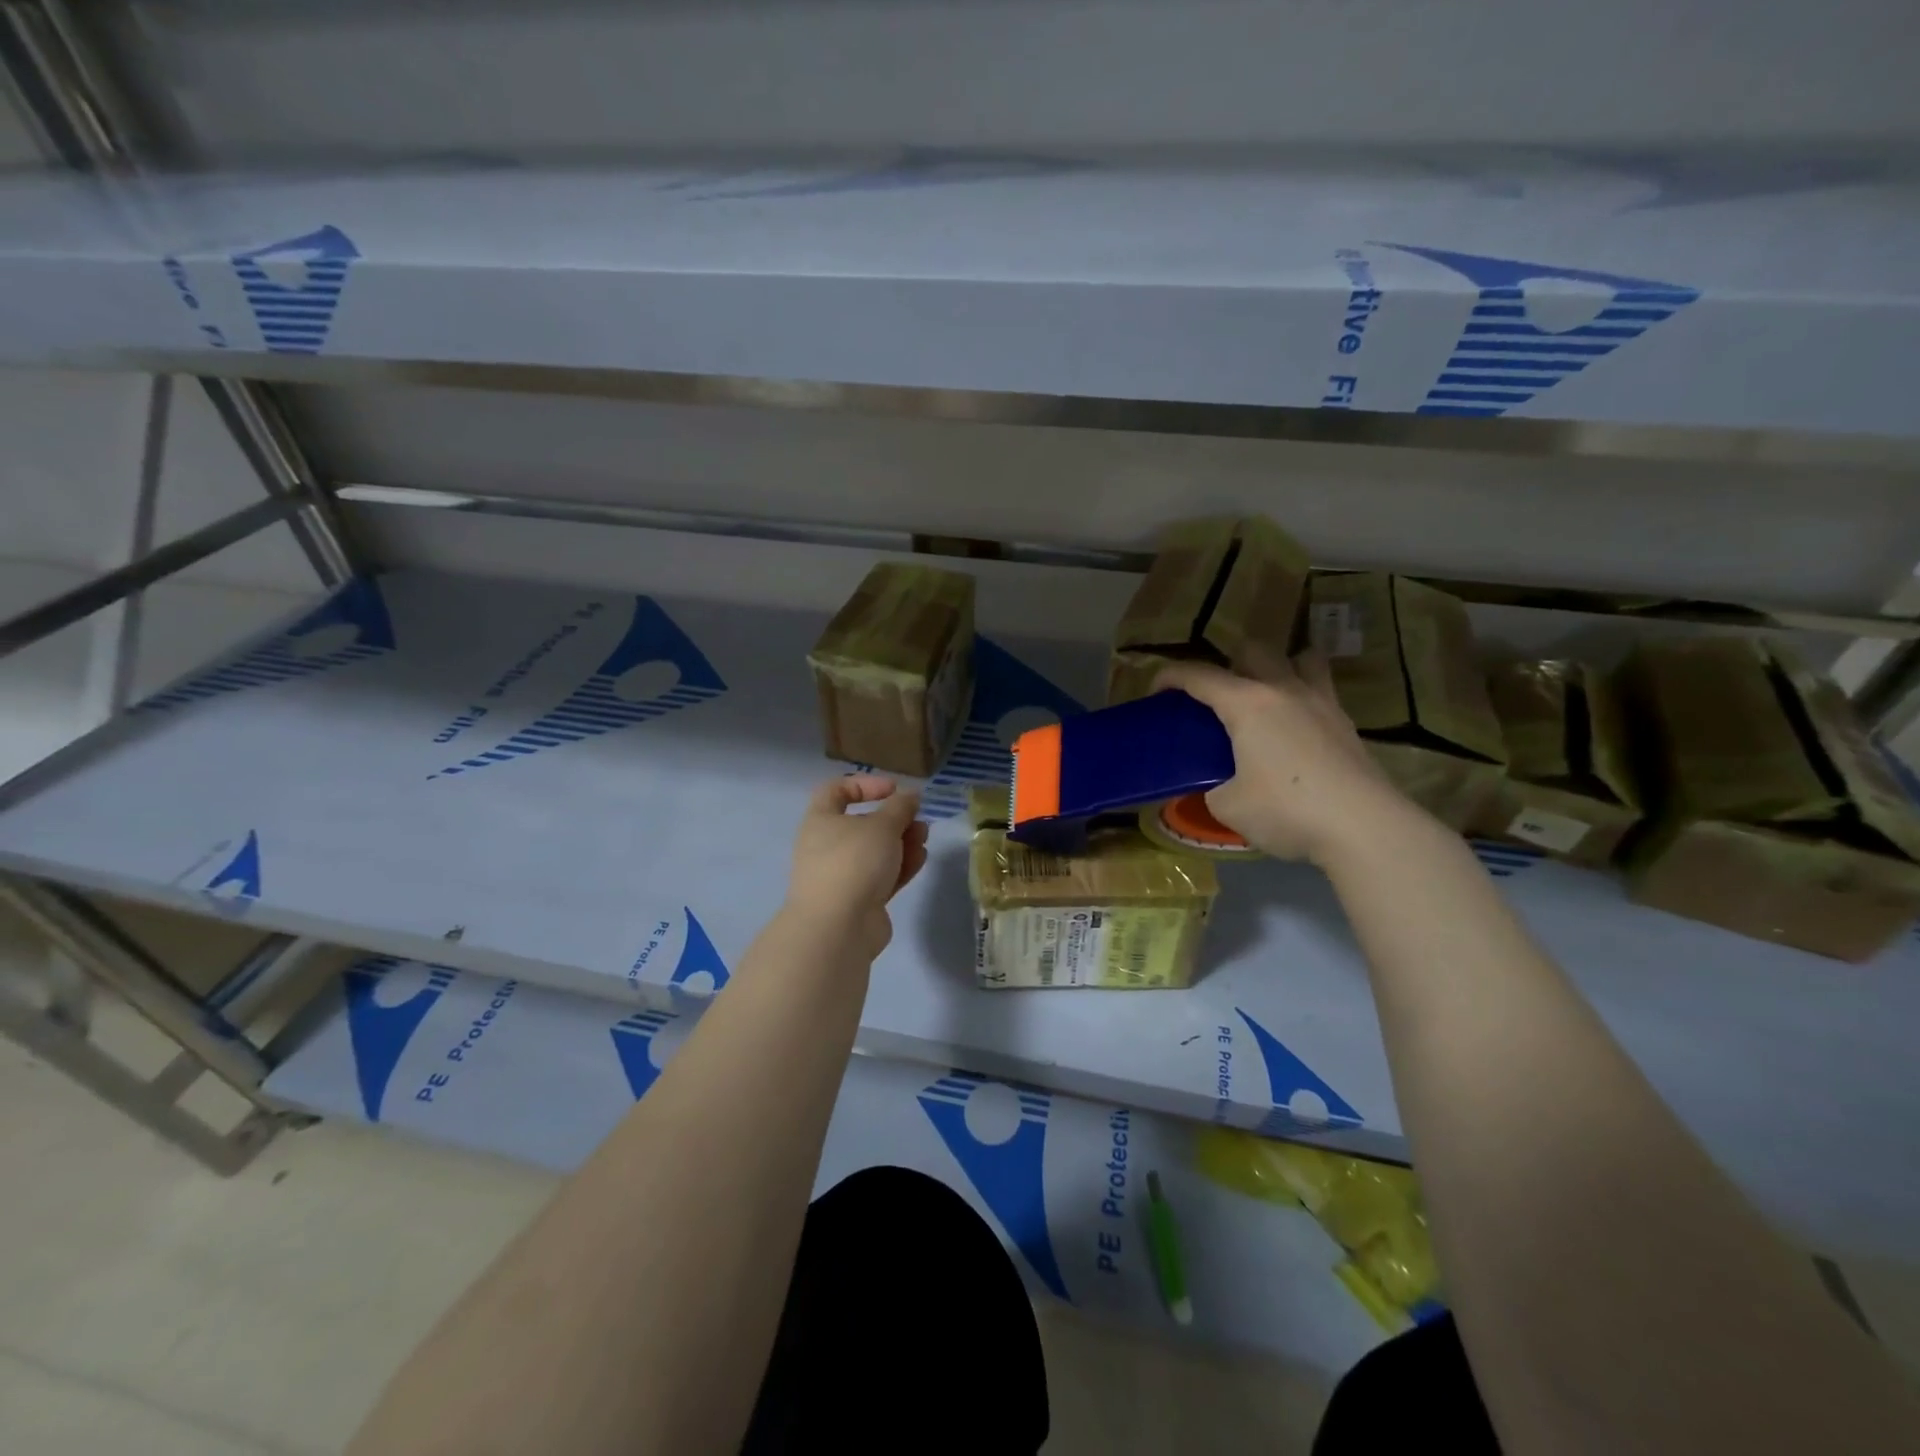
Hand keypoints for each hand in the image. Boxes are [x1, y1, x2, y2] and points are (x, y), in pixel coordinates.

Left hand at [783, 774, 929, 960]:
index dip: (866, 784)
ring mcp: (842, 875)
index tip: (893, 789)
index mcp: (821, 821)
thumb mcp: (882, 825)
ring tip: (923, 838)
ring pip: (876, 851)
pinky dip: (900, 866)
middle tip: (917, 818)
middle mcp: (827, 846)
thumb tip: (910, 796)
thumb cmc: (854, 862)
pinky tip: (920, 859)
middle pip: (863, 823)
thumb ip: (900, 807)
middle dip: (894, 819)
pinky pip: (882, 876)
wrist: (838, 928)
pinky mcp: (859, 900)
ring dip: (902, 842)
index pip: (836, 791)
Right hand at [1154, 649, 1418, 865]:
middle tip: (1217, 697)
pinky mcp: (1346, 723)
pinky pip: (1320, 689)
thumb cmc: (1286, 810)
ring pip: (1300, 658)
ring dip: (1278, 666)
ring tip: (1267, 696)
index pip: (1200, 675)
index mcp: (1247, 704)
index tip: (1155, 689)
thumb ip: (1213, 787)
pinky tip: (1296, 727)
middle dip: (1228, 663)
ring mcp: (1321, 702)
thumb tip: (1217, 787)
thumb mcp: (1227, 806)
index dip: (1171, 676)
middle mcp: (1284, 690)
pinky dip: (1303, 695)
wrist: (1363, 827)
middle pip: (1253, 651)